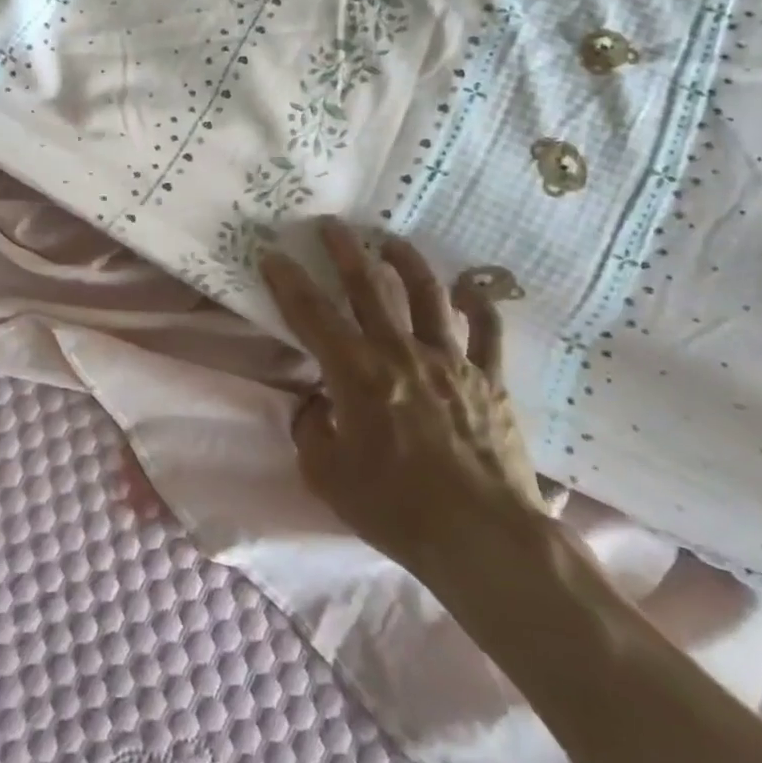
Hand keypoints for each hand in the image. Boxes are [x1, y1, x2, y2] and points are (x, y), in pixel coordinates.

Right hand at [259, 219, 549, 584]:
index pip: (312, 315)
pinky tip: (469, 287)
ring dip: (407, 262)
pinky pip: (487, 331)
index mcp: (357, 374)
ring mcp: (450, 361)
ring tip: (391, 241)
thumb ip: (312, 430)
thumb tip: (317, 402)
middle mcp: (401, 353)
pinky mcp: (489, 379)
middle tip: (331, 224)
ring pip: (427, 295)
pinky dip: (479, 305)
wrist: (484, 538)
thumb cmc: (396, 509)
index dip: (288, 281)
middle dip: (344, 250)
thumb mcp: (327, 476)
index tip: (272, 253)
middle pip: (369, 287)